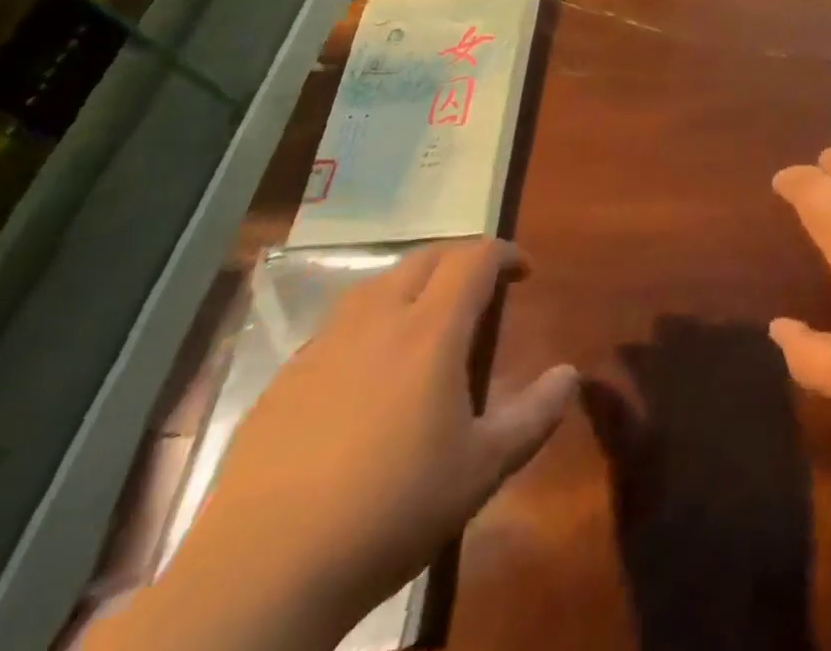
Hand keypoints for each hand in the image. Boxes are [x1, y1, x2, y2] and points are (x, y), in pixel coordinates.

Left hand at [138, 240, 575, 650]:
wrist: (260, 577)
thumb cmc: (389, 511)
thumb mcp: (481, 469)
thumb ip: (534, 416)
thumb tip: (570, 374)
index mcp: (430, 330)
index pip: (474, 258)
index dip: (504, 252)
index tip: (523, 271)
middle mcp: (377, 320)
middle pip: (425, 257)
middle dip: (461, 258)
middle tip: (482, 286)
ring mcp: (323, 347)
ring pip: (376, 284)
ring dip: (413, 283)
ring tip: (428, 316)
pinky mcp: (282, 381)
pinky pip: (338, 325)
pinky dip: (369, 321)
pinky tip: (368, 368)